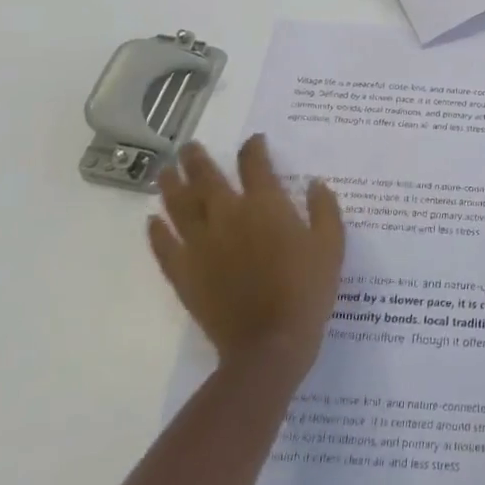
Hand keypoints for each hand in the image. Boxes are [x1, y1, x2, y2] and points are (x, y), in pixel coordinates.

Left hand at [148, 135, 345, 380]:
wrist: (270, 343)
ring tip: (165, 171)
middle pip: (207, 178)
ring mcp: (201, 244)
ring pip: (179, 205)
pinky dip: (156, 232)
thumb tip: (316, 183)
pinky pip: (164, 246)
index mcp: (265, 205)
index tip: (254, 141)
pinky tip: (152, 221)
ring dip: (172, 185)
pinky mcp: (184, 273)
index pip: (254, 164)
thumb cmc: (307, 290)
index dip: (253, 148)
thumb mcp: (331, 245)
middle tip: (189, 147)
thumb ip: (324, 209)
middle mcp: (228, 215)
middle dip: (198, 159)